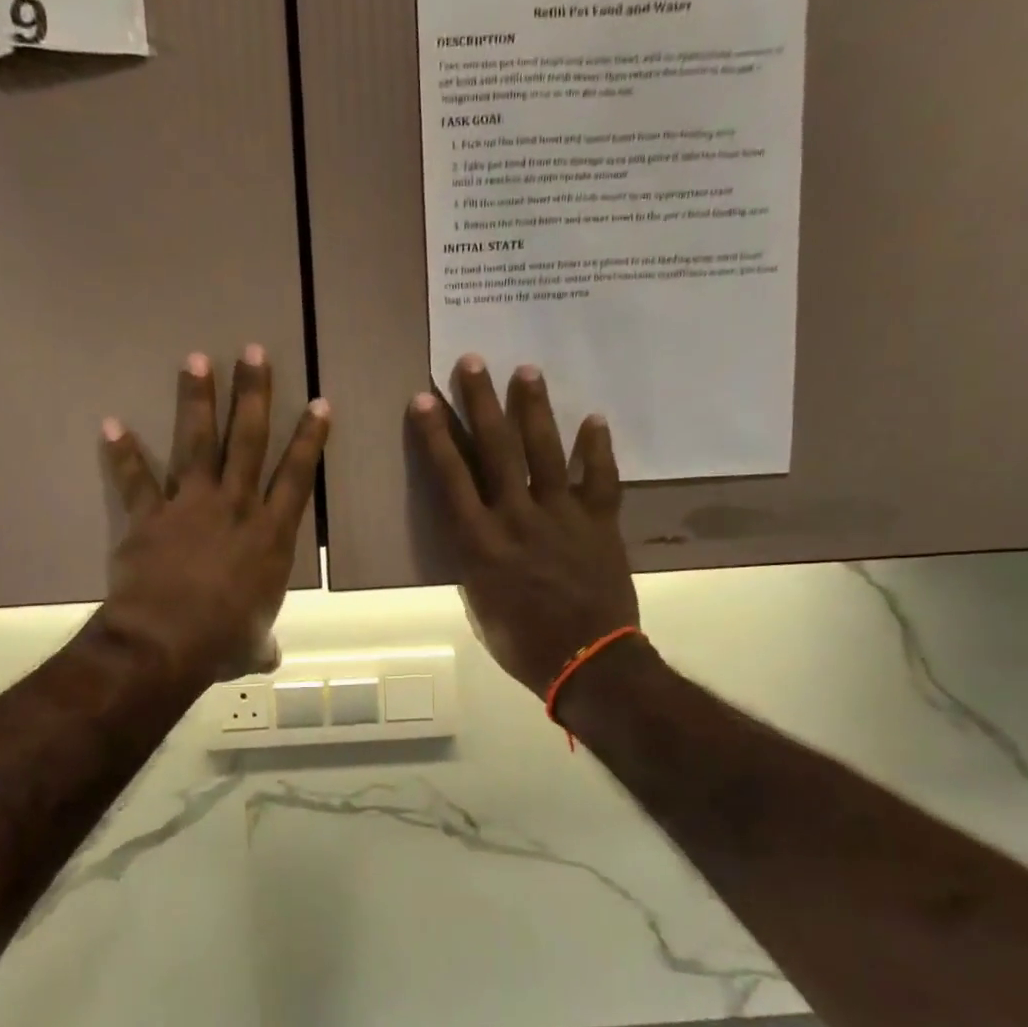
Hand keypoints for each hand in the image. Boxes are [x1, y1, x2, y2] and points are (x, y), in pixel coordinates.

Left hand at [98, 346, 329, 686]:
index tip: (319, 403)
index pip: (298, 476)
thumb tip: (267, 658)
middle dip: (254, 395)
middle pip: (249, 441)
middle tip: (255, 352)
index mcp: (270, 536)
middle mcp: (235, 508)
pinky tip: (111, 423)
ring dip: (197, 400)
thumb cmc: (221, 641)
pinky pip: (136, 479)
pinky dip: (123, 453)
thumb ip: (261, 643)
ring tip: (196, 360)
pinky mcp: (149, 517)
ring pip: (198, 443)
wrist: (166, 642)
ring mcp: (191, 506)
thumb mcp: (251, 645)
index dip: (310, 439)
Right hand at [409, 355, 638, 696]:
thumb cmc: (523, 643)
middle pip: (497, 451)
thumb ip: (475, 561)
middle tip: (472, 363)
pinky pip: (601, 479)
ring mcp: (563, 516)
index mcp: (481, 542)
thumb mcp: (479, 605)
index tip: (425, 399)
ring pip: (546, 452)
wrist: (589, 664)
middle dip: (482, 403)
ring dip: (534, 410)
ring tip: (526, 370)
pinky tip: (594, 418)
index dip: (437, 436)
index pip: (452, 477)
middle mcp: (518, 517)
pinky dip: (599, 449)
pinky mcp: (600, 523)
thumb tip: (477, 532)